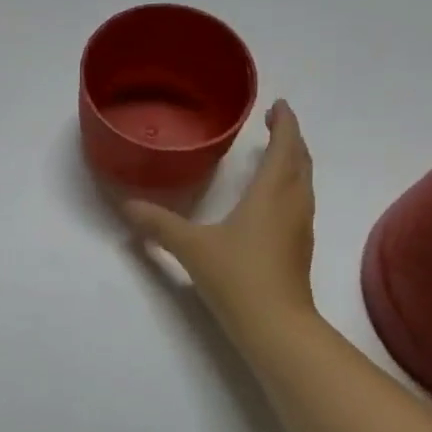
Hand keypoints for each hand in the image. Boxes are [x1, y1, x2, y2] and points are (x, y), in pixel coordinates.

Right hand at [123, 99, 317, 340]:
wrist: (276, 326)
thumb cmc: (237, 277)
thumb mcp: (191, 247)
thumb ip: (159, 225)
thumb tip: (127, 206)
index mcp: (272, 193)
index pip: (285, 146)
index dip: (285, 123)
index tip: (279, 105)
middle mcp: (293, 204)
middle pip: (300, 161)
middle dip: (290, 138)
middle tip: (275, 122)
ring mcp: (301, 227)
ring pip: (304, 183)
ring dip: (293, 162)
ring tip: (274, 154)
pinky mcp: (300, 248)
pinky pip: (300, 202)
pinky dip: (290, 186)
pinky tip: (272, 199)